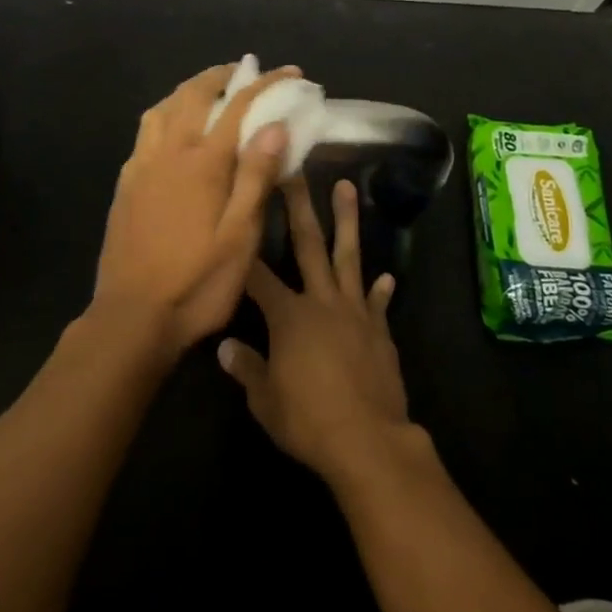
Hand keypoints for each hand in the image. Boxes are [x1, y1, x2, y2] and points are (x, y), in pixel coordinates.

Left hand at [88, 62, 298, 358]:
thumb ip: (255, 177)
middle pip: (193, 95)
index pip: (238, 107)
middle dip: (222, 75)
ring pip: (162, 108)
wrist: (132, 317)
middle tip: (245, 70)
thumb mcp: (240, 237)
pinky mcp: (125, 184)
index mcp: (202, 163)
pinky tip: (172, 130)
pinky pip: (145, 132)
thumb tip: (275, 126)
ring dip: (188, 89)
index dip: (267, 85)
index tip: (291, 73)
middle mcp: (168, 153)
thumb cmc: (197, 282)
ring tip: (208, 90)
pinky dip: (164, 114)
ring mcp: (141, 167)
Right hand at [218, 178, 410, 480]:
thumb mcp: (265, 400)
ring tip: (347, 188)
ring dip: (348, 221)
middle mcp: (321, 302)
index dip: (244, 249)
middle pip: (308, 245)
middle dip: (298, 206)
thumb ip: (246, 368)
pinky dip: (381, 290)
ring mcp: (354, 312)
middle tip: (296, 171)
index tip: (237, 216)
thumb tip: (224, 347)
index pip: (258, 275)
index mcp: (289, 315)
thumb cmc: (308, 420)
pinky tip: (387, 276)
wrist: (369, 441)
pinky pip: (377, 303)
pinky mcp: (379, 330)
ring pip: (349, 257)